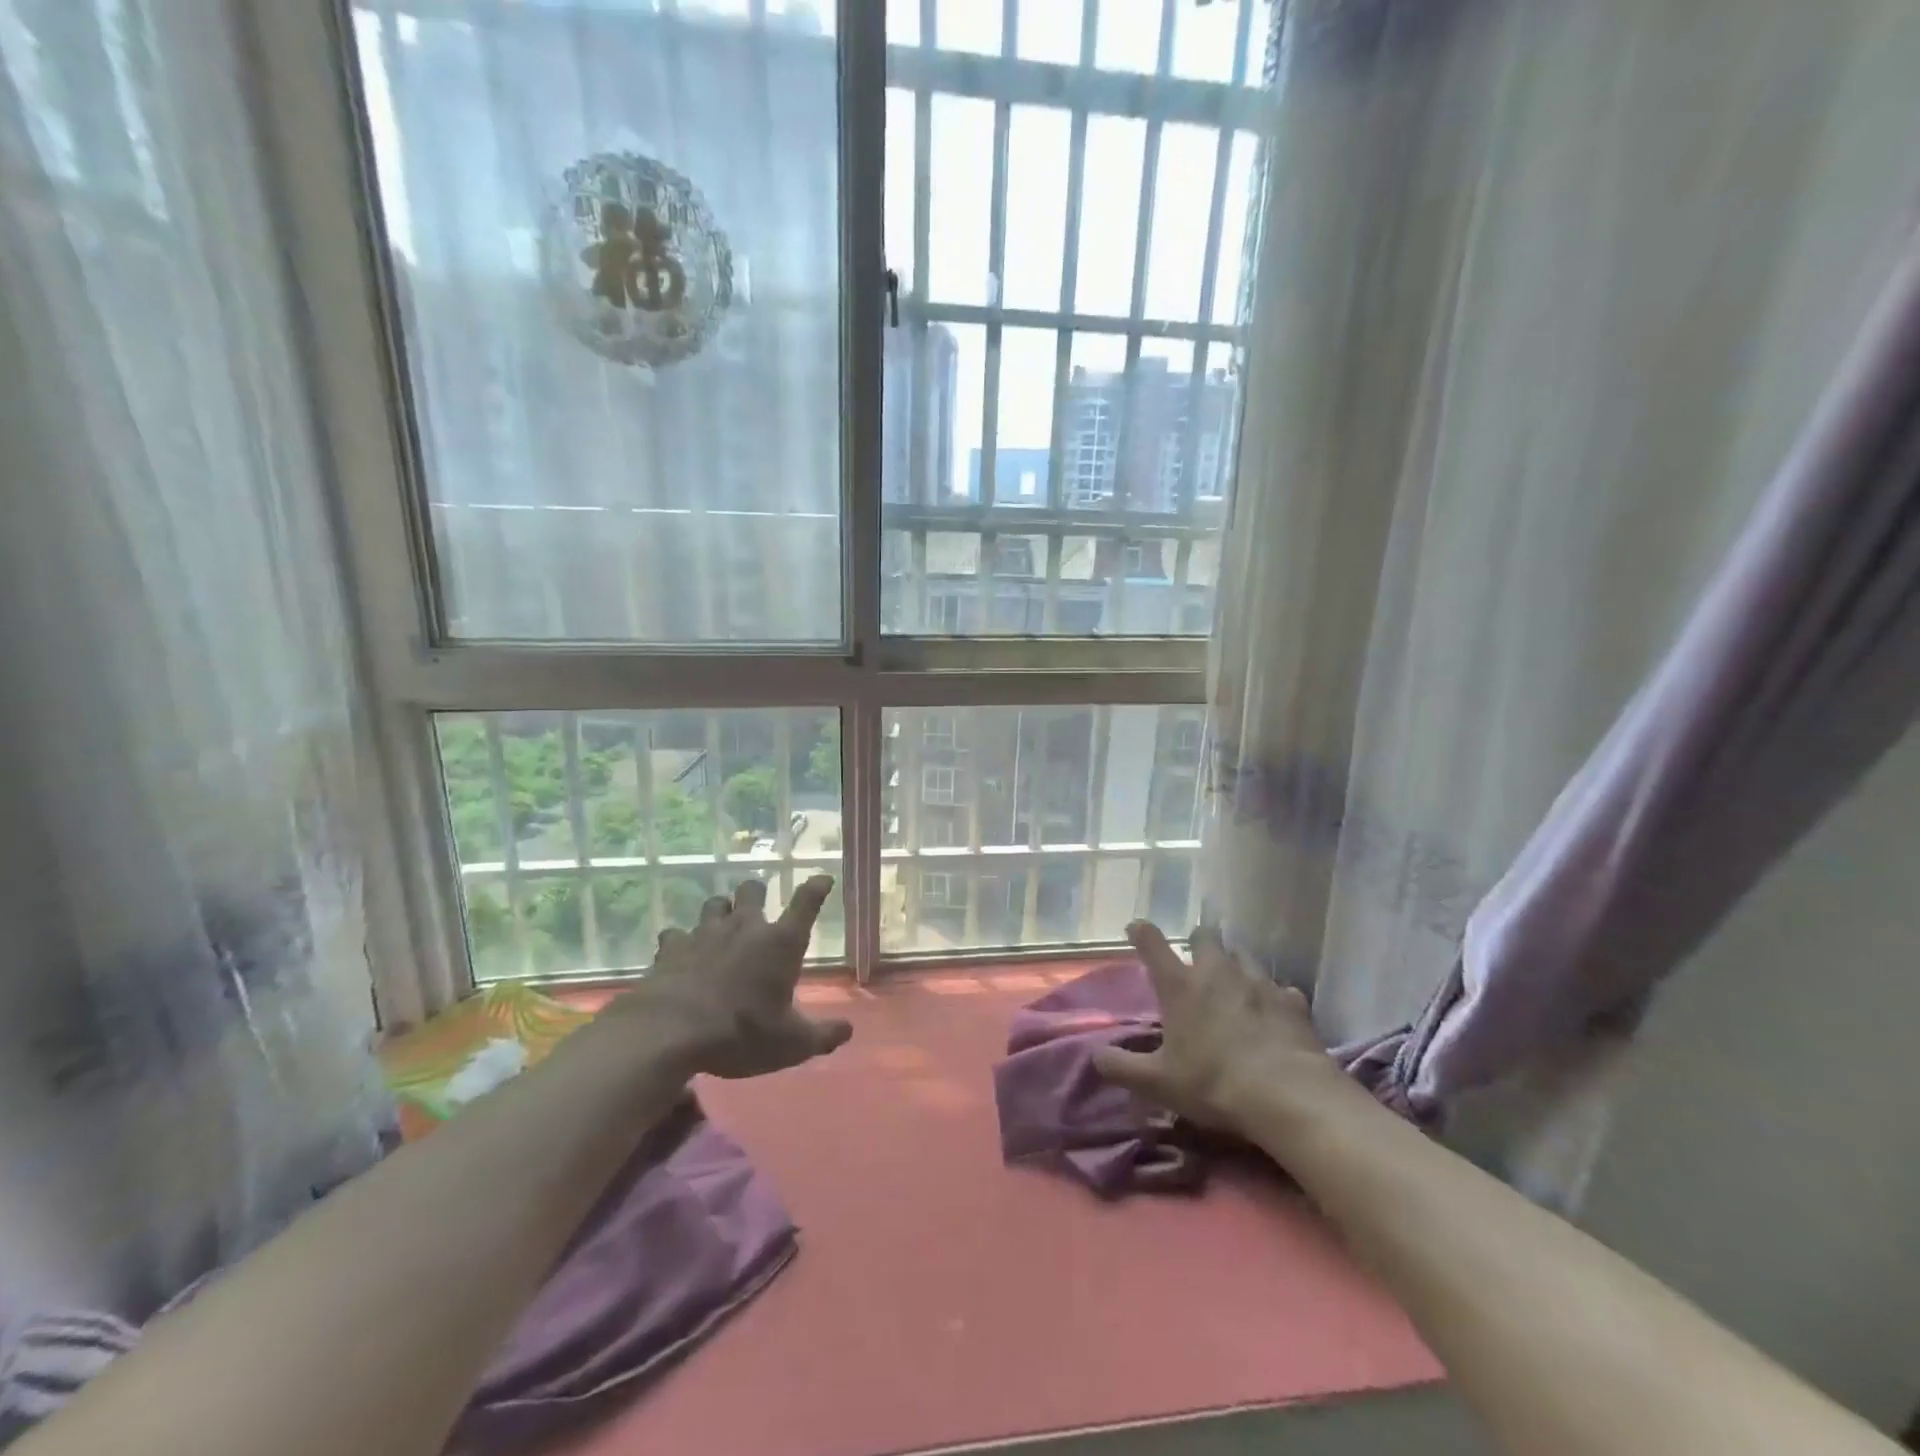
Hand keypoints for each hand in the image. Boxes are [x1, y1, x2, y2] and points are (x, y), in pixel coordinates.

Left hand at [609, 875, 852, 1079]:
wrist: (670, 1033)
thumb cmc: (741, 1033)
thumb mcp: (791, 1045)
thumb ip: (822, 1036)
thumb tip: (848, 1030)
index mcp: (780, 943)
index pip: (806, 903)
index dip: (817, 888)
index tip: (823, 879)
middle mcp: (745, 927)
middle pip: (752, 889)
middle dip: (756, 893)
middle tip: (757, 907)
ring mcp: (705, 932)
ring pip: (715, 904)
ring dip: (721, 911)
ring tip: (721, 927)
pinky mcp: (672, 946)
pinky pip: (676, 933)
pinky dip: (681, 941)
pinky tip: (681, 954)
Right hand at [1093, 922, 1346, 1133]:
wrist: (1288, 1096)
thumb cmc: (1213, 1084)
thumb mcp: (1157, 1083)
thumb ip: (1120, 1067)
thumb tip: (1094, 1056)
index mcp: (1180, 986)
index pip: (1152, 943)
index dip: (1142, 932)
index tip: (1136, 928)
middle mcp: (1217, 972)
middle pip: (1205, 936)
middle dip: (1198, 942)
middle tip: (1195, 961)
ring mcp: (1258, 982)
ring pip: (1243, 955)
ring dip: (1235, 964)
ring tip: (1234, 985)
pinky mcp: (1292, 1001)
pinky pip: (1280, 988)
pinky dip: (1273, 997)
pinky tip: (1273, 1013)